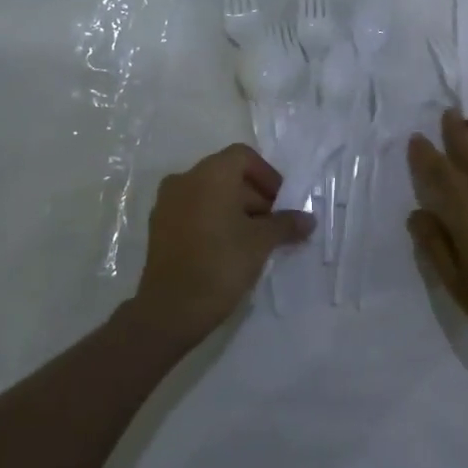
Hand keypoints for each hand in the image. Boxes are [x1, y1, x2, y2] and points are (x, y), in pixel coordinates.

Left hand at [133, 144, 312, 344]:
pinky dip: (213, 219)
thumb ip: (286, 224)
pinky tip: (228, 248)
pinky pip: (193, 210)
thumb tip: (308, 220)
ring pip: (209, 193)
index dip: (267, 176)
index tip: (281, 203)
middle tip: (273, 225)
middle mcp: (185, 179)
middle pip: (227, 174)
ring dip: (235, 208)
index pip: (244, 157)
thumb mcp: (261, 243)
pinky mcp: (159, 226)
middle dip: (254, 196)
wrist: (169, 309)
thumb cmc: (220, 264)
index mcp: (210, 174)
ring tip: (253, 240)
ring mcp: (167, 202)